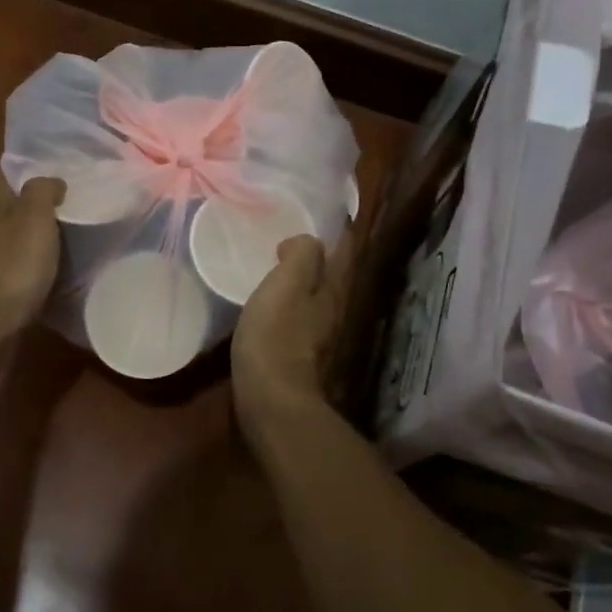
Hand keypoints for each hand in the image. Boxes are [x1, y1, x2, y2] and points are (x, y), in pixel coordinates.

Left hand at [0, 174, 65, 337]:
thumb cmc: (13, 261)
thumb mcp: (33, 216)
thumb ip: (42, 191)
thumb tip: (54, 180)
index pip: (8, 172)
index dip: (29, 162)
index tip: (58, 157)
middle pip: (17, 202)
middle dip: (42, 195)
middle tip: (79, 189)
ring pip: (25, 230)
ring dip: (46, 225)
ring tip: (81, 221)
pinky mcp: (9, 280)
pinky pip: (31, 258)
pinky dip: (48, 253)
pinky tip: (69, 255)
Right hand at [232, 234, 344, 415]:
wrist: (270, 398)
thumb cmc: (277, 334)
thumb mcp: (287, 284)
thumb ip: (301, 256)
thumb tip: (305, 242)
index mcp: (333, 290)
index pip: (343, 251)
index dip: (338, 230)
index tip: (324, 213)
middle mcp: (331, 310)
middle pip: (330, 274)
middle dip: (317, 254)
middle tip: (293, 233)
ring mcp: (315, 334)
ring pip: (313, 295)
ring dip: (300, 278)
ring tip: (276, 262)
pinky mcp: (295, 352)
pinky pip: (295, 314)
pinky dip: (286, 300)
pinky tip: (267, 299)